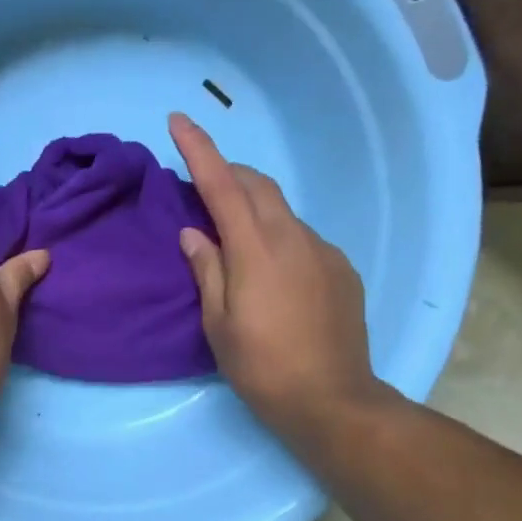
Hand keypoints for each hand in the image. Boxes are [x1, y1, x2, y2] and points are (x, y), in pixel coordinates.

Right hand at [172, 112, 382, 440]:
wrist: (331, 400)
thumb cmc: (261, 367)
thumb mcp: (218, 324)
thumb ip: (207, 270)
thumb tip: (193, 233)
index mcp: (255, 249)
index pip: (221, 185)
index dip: (199, 150)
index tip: (179, 120)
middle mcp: (293, 238)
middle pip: (258, 186)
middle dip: (229, 173)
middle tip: (203, 184)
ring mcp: (323, 251)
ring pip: (283, 212)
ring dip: (255, 209)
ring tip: (235, 237)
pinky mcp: (342, 270)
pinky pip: (303, 239)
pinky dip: (279, 237)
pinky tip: (273, 271)